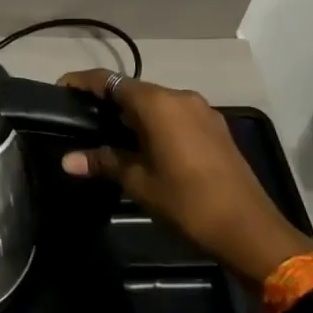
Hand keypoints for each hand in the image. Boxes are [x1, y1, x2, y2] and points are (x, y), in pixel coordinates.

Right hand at [58, 69, 312, 284]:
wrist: (251, 231)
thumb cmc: (188, 203)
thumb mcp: (139, 183)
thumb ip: (103, 162)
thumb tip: (67, 160)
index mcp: (157, 104)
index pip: (109, 81)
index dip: (82, 82)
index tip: (60, 90)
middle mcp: (179, 97)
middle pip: (133, 89)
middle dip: (107, 100)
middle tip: (82, 118)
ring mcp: (201, 110)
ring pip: (156, 102)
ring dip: (132, 113)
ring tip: (109, 133)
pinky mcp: (215, 127)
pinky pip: (175, 114)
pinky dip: (155, 122)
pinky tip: (145, 145)